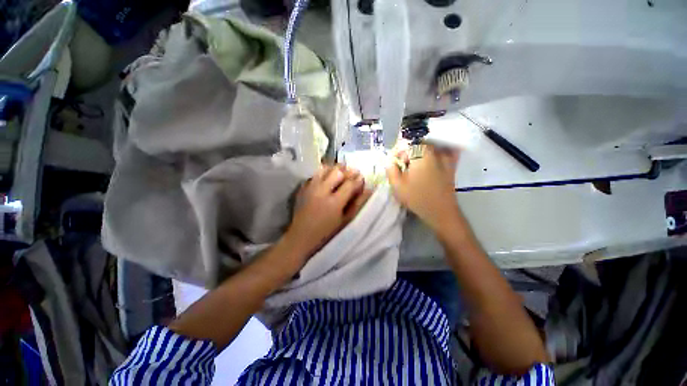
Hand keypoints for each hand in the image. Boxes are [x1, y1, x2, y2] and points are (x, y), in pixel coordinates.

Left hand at [286, 165, 369, 260]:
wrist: (300, 237)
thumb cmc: (326, 232)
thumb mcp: (345, 221)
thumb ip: (358, 204)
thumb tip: (368, 190)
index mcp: (334, 202)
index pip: (350, 184)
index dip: (358, 179)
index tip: (362, 178)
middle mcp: (321, 191)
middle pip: (337, 171)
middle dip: (347, 171)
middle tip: (353, 174)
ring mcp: (310, 188)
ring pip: (325, 168)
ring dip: (335, 169)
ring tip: (340, 174)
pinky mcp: (303, 188)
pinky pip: (315, 174)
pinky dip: (324, 173)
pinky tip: (327, 179)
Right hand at [386, 145, 460, 230]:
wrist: (440, 211)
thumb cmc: (417, 198)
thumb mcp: (397, 185)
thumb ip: (391, 170)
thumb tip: (390, 162)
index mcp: (420, 154)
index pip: (407, 145)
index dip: (399, 154)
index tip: (396, 165)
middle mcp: (434, 152)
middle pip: (419, 145)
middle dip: (410, 153)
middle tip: (405, 167)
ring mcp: (446, 158)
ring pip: (431, 148)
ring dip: (422, 153)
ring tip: (417, 166)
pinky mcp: (452, 166)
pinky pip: (447, 152)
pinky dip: (441, 152)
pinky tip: (435, 160)